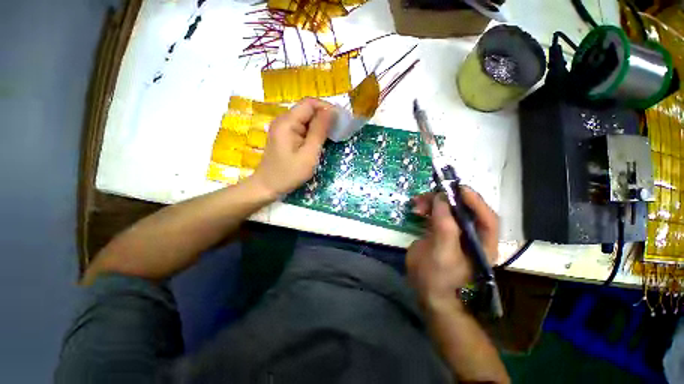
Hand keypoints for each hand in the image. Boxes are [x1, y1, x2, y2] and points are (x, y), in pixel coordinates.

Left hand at [250, 98, 334, 196]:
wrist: (267, 186)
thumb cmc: (289, 173)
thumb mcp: (308, 154)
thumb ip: (319, 131)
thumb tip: (331, 111)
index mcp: (287, 122)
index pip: (310, 103)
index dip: (327, 108)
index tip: (340, 120)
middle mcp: (283, 119)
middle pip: (307, 109)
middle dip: (324, 117)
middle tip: (338, 130)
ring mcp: (282, 127)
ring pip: (305, 118)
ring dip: (319, 125)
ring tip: (331, 136)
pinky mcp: (284, 135)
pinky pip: (301, 127)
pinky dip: (312, 131)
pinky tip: (319, 141)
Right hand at [406, 187, 498, 308]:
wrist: (427, 294)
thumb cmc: (438, 278)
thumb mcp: (442, 253)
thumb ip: (445, 226)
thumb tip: (441, 199)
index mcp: (482, 244)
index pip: (486, 218)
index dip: (475, 201)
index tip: (457, 188)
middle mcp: (471, 236)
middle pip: (465, 211)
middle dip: (447, 200)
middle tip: (428, 195)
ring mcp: (455, 234)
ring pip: (449, 211)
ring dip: (434, 203)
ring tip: (417, 202)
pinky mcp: (441, 234)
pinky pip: (437, 216)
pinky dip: (427, 209)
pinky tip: (418, 209)